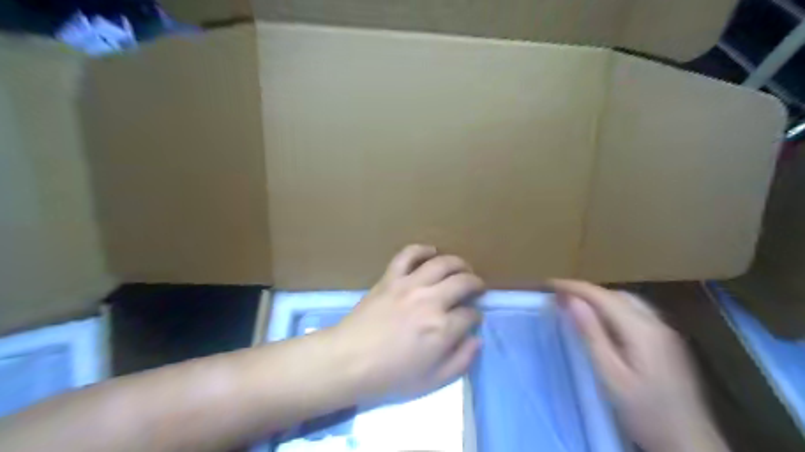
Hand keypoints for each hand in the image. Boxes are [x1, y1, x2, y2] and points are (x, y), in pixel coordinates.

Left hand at [334, 245, 482, 404]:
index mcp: (442, 328)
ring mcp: (409, 285)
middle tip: (476, 288)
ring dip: (458, 263)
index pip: (470, 314)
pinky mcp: (390, 277)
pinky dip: (422, 250)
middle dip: (475, 283)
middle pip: (463, 282)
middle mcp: (431, 300)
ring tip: (462, 268)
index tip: (472, 319)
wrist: (348, 361)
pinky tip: (431, 252)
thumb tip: (477, 339)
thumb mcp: (432, 381)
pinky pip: (408, 255)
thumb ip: (460, 361)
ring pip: (442, 263)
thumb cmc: (390, 376)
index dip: (475, 317)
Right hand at [555, 278, 730, 450]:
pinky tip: (604, 321)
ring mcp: (666, 333)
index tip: (550, 284)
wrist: (690, 444)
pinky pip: (636, 313)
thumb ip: (591, 334)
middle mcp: (657, 324)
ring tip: (577, 305)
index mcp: (642, 330)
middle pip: (617, 295)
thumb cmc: (645, 412)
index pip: (603, 296)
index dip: (575, 287)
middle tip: (560, 296)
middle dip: (587, 291)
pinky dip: (614, 308)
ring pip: (628, 302)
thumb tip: (572, 300)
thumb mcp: (610, 374)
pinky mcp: (668, 343)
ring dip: (601, 298)